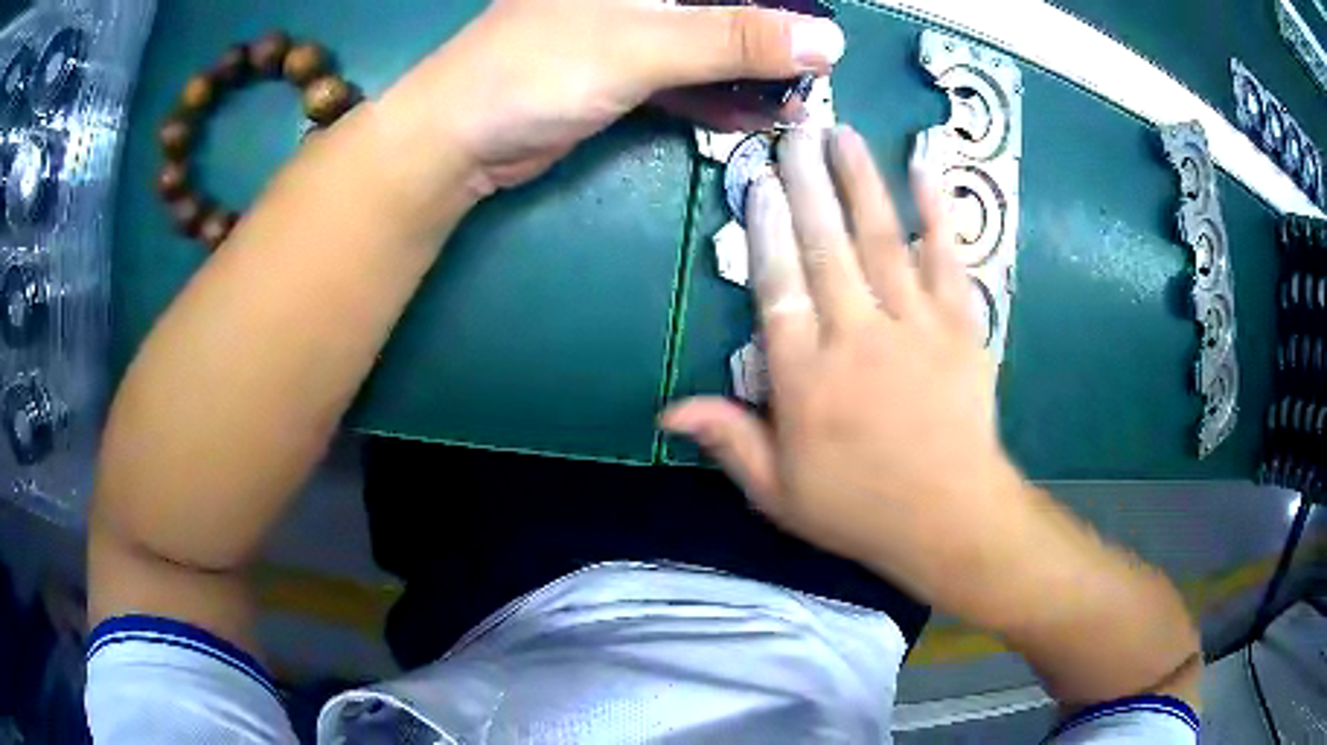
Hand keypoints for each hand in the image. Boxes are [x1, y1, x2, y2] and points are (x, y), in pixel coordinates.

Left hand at [394, 0, 844, 191]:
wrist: (461, 137)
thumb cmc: (537, 69)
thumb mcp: (641, 44)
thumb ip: (733, 37)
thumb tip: (828, 41)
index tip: (818, 19)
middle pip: (720, 4)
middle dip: (771, 33)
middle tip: (820, 65)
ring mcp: (629, 29)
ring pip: (708, 39)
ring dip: (754, 70)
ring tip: (802, 99)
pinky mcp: (622, 70)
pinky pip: (687, 74)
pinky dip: (720, 95)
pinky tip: (759, 115)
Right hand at [663, 126, 1025, 597]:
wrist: (951, 519)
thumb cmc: (860, 509)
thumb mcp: (778, 493)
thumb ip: (729, 442)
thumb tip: (667, 411)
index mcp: (807, 379)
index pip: (777, 288)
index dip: (764, 230)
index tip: (757, 181)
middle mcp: (857, 338)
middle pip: (825, 247)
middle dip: (807, 185)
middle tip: (793, 132)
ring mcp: (915, 326)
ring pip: (882, 239)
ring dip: (860, 181)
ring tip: (842, 134)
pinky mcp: (961, 326)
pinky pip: (948, 259)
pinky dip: (938, 211)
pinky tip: (927, 168)